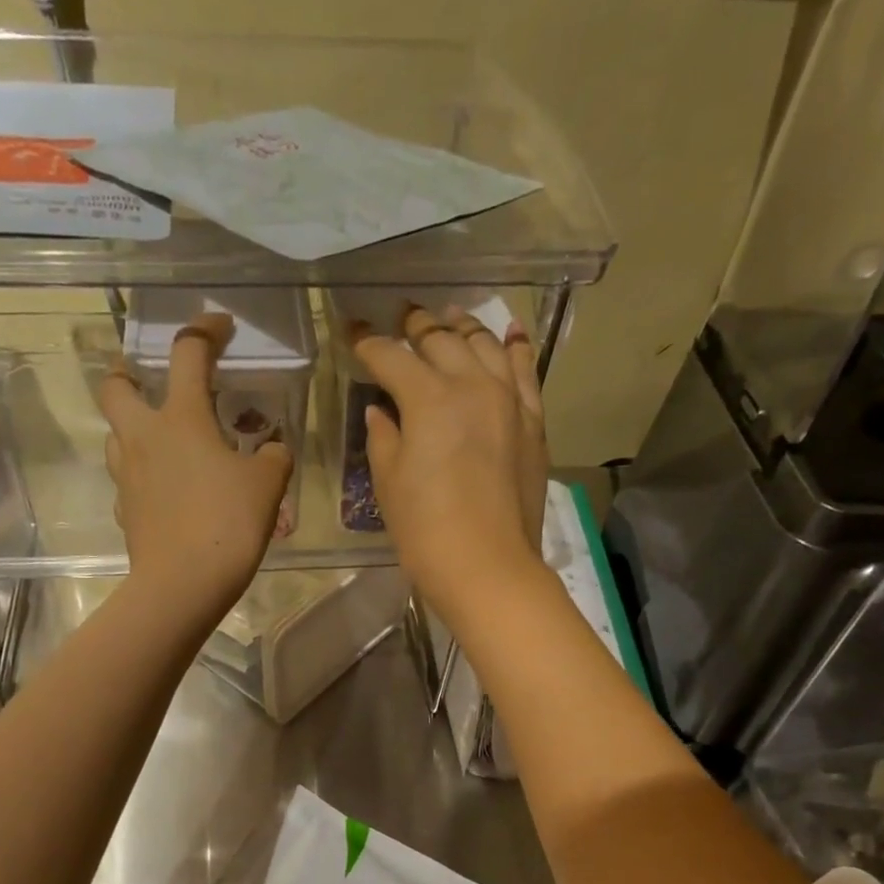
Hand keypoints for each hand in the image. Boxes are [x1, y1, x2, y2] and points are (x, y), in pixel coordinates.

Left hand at [98, 312, 292, 619]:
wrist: (183, 584)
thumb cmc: (228, 523)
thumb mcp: (268, 485)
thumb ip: (273, 456)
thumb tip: (272, 449)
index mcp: (182, 418)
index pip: (189, 353)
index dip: (205, 331)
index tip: (220, 327)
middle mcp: (144, 437)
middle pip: (116, 387)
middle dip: (128, 373)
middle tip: (149, 381)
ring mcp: (128, 476)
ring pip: (115, 435)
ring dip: (133, 427)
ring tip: (163, 441)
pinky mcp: (125, 511)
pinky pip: (127, 480)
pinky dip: (142, 475)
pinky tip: (164, 491)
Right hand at [351, 306, 551, 617]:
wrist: (488, 566)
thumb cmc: (425, 530)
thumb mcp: (389, 484)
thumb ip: (383, 437)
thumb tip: (380, 410)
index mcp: (428, 398)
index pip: (391, 356)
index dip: (367, 343)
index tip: (351, 333)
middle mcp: (471, 384)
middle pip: (441, 340)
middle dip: (416, 326)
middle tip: (401, 319)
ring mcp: (508, 400)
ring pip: (485, 345)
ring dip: (463, 327)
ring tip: (449, 317)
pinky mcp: (532, 421)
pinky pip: (525, 370)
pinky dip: (514, 347)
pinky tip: (508, 333)